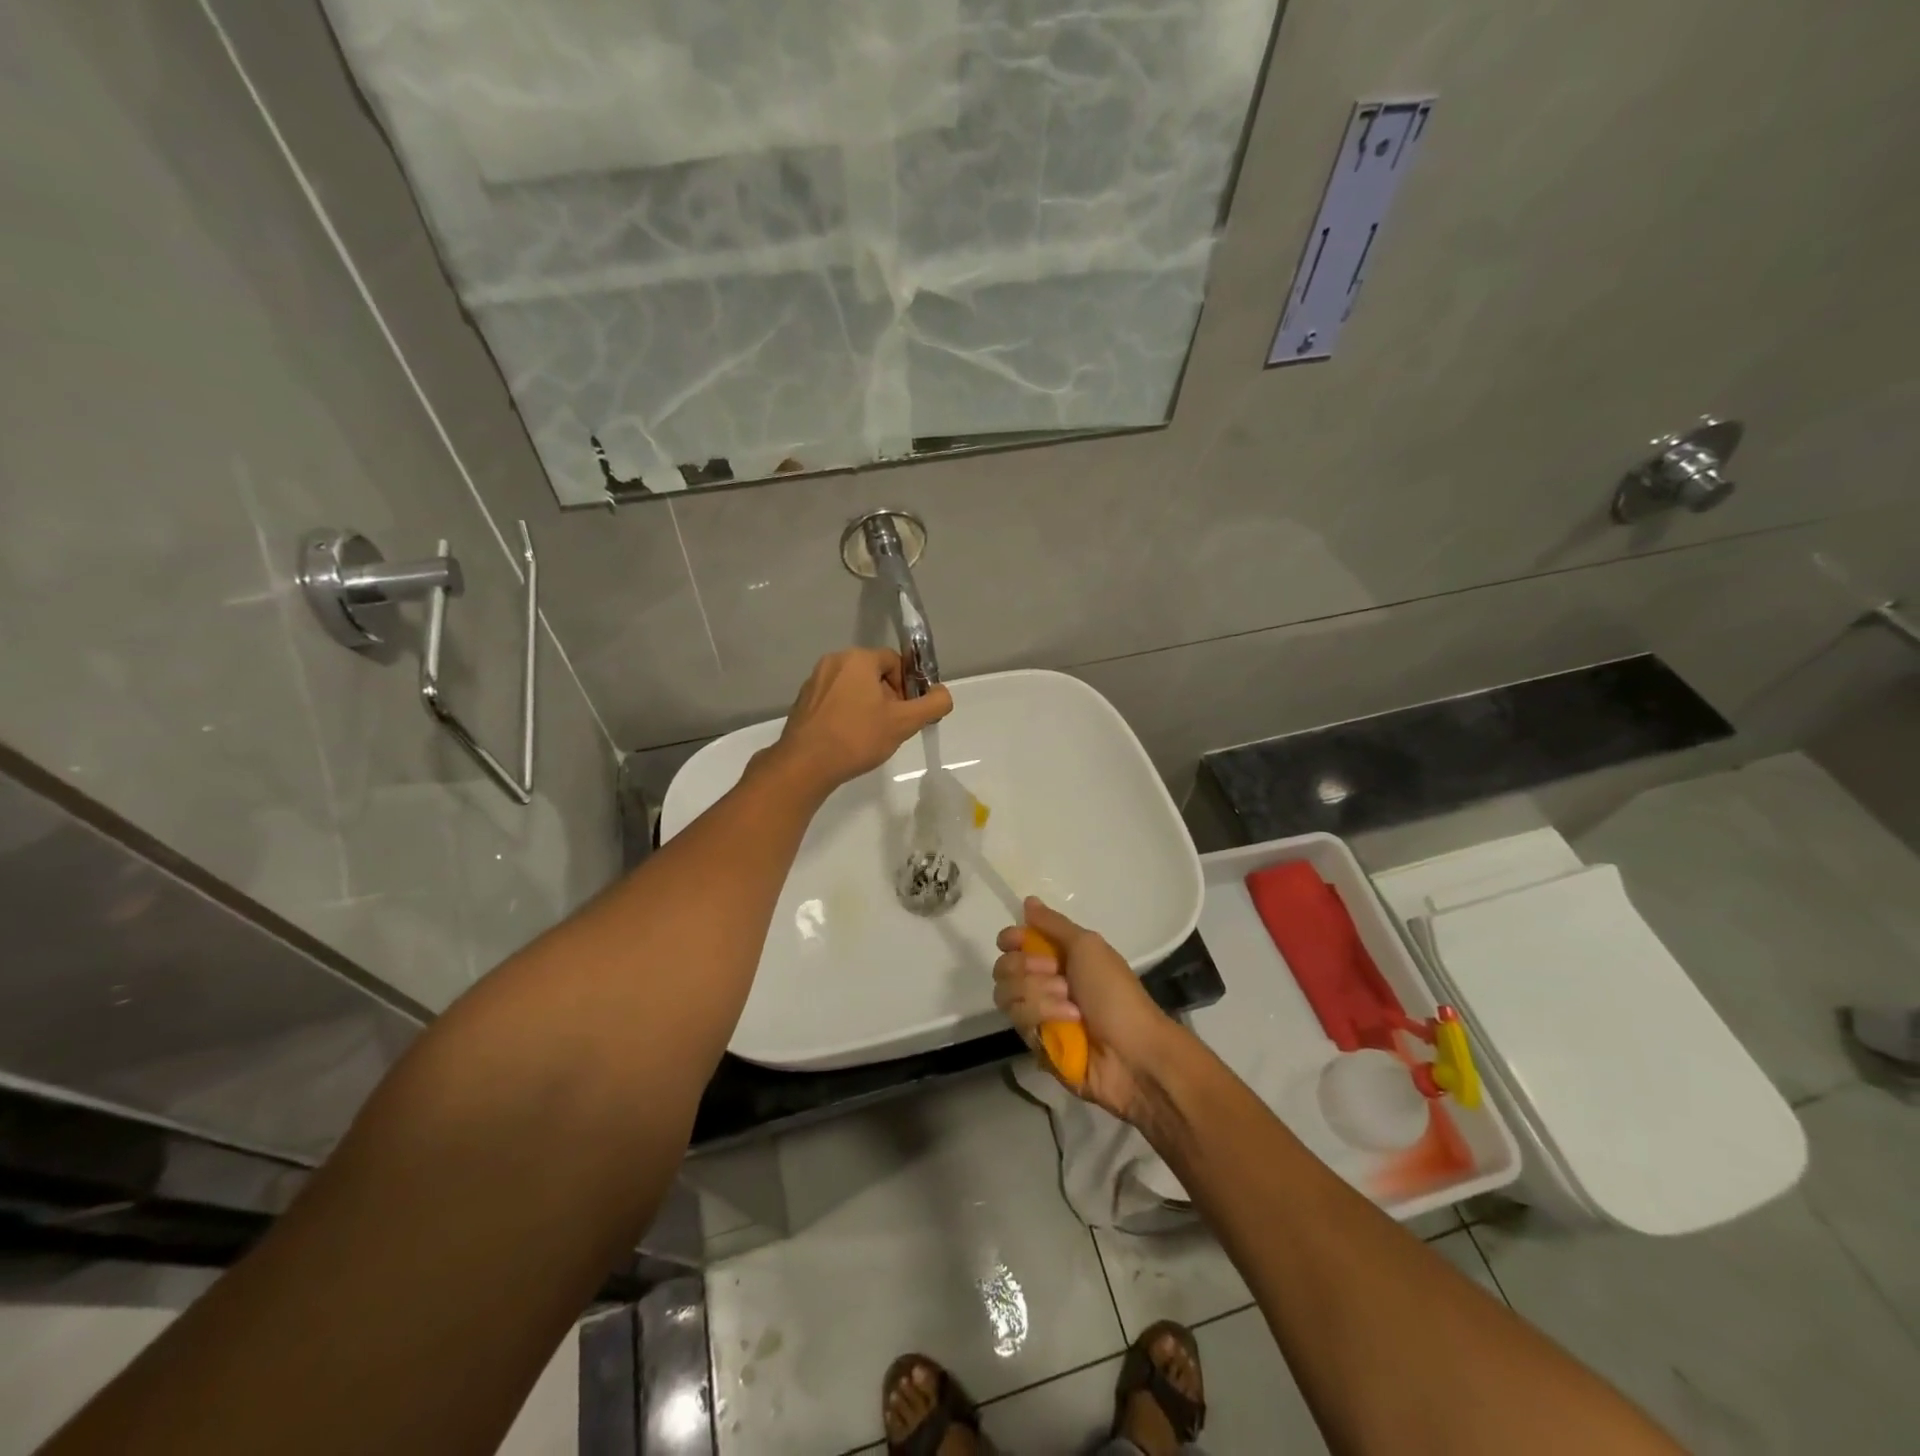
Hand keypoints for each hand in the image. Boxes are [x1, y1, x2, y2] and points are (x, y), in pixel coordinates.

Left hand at [765, 648, 952, 795]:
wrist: (805, 765)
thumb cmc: (857, 738)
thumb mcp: (904, 723)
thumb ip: (932, 705)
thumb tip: (943, 694)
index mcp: (857, 658)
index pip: (895, 661)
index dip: (908, 686)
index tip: (907, 713)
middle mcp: (833, 662)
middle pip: (873, 673)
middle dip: (888, 697)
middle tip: (891, 726)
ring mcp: (814, 681)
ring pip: (853, 688)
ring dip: (867, 706)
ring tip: (870, 735)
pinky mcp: (802, 702)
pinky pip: (834, 700)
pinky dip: (846, 713)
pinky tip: (848, 738)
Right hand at [993, 898, 1175, 1122]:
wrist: (1132, 1050)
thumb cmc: (1114, 991)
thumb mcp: (1088, 946)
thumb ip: (1053, 924)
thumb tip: (1028, 901)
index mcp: (1057, 957)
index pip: (1013, 943)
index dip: (1010, 940)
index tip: (1015, 941)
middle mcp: (1042, 983)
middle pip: (1003, 967)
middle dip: (1027, 968)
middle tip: (1057, 974)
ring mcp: (1037, 1015)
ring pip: (1007, 995)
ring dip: (1040, 995)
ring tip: (1070, 1004)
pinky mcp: (1035, 1043)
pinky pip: (1019, 1022)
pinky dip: (1045, 1016)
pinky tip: (1069, 1023)